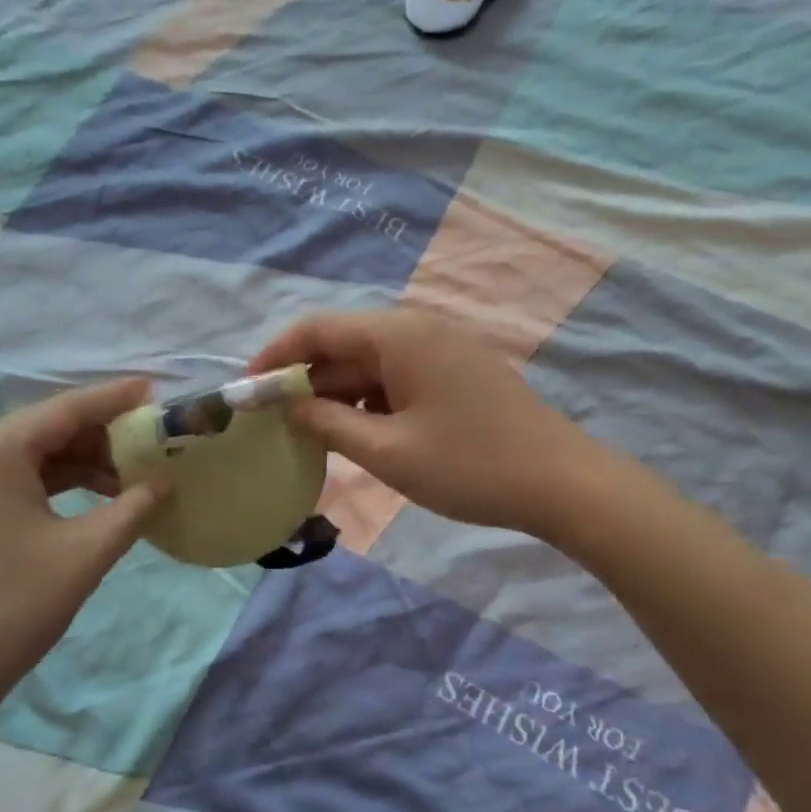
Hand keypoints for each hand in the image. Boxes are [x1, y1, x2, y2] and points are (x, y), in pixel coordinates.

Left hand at [0, 380, 166, 731]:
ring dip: (76, 464)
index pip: (66, 409)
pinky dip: (48, 486)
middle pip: (44, 429)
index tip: (152, 390)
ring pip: (26, 457)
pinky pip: (7, 481)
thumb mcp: (85, 554)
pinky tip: (83, 503)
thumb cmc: (12, 608)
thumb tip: (165, 482)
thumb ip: (133, 508)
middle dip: (98, 436)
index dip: (113, 398)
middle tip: (146, 446)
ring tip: (124, 481)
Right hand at [249, 310, 596, 537]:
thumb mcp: (388, 451)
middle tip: (274, 423)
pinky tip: (359, 434)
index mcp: (399, 335)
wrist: (563, 483)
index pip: (318, 328)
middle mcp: (419, 329)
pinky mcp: (457, 373)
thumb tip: (288, 406)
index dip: (276, 356)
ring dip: (338, 395)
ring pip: (371, 364)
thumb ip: (328, 424)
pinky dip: (371, 402)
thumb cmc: (470, 466)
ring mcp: (442, 350)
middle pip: (344, 345)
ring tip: (311, 435)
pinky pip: (398, 377)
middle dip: (306, 381)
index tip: (247, 391)